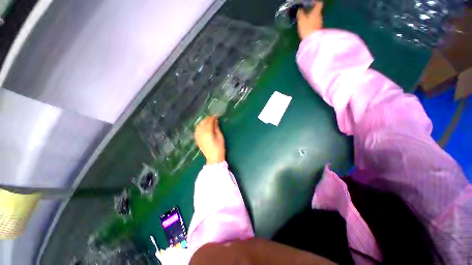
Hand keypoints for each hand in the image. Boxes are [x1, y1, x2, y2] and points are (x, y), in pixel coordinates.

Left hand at [194, 116, 225, 164]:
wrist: (213, 158)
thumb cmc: (219, 148)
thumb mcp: (220, 137)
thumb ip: (217, 128)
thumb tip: (215, 121)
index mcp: (208, 132)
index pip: (209, 122)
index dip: (212, 118)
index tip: (216, 116)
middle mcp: (201, 133)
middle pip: (203, 123)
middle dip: (207, 119)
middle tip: (212, 118)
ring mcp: (198, 136)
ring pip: (198, 126)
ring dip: (203, 122)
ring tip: (208, 121)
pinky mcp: (197, 139)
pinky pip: (196, 130)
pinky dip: (199, 127)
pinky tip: (203, 127)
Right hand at [297, 1, 323, 39]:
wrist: (312, 40)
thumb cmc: (307, 28)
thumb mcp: (301, 20)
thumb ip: (300, 13)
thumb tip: (299, 9)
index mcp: (316, 11)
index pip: (318, 3)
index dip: (315, 2)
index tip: (310, 3)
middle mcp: (319, 16)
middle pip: (317, 10)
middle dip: (312, 10)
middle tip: (305, 12)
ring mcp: (319, 23)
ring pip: (315, 17)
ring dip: (311, 17)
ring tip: (305, 19)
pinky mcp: (317, 29)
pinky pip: (314, 23)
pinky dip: (311, 23)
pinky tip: (306, 26)